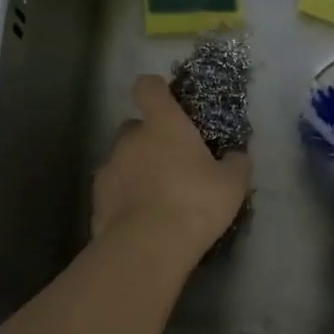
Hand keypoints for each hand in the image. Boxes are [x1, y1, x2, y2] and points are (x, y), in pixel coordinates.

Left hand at [92, 74, 251, 261]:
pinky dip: (124, 198)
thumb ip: (236, 164)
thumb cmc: (196, 203)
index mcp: (163, 124)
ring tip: (157, 198)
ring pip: (122, 159)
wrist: (149, 246)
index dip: (156, 90)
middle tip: (172, 164)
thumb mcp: (232, 184)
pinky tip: (141, 219)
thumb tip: (236, 156)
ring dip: (136, 170)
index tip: (168, 103)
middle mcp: (130, 139)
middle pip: (135, 127)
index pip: (148, 87)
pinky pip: (114, 190)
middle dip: (150, 140)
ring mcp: (109, 168)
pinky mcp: (97, 199)